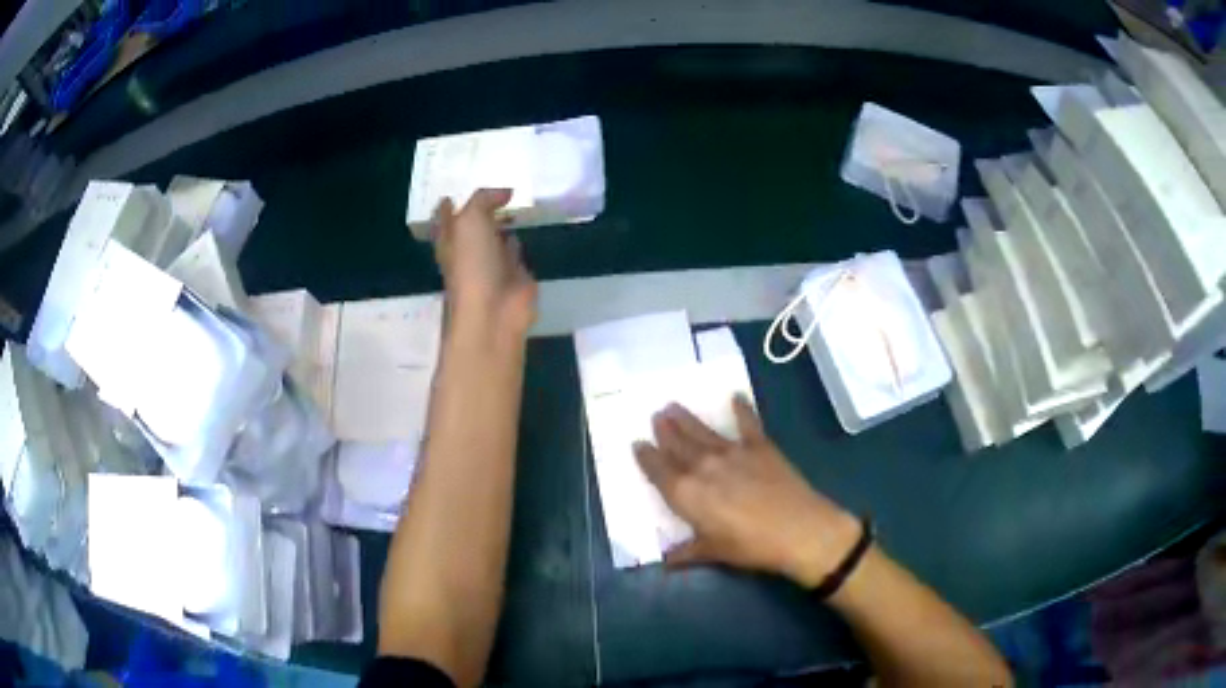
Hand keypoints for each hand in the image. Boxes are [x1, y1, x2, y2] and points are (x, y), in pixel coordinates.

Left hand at [432, 189, 537, 336]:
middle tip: (493, 191)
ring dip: (501, 224)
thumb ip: (484, 200)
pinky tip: (525, 227)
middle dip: (479, 211)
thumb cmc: (472, 265)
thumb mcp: (471, 221)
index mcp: (450, 240)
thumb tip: (505, 193)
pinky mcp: (514, 274)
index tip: (451, 195)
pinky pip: (515, 251)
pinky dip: (518, 241)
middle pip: (471, 226)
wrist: (494, 311)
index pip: (445, 218)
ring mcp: (491, 264)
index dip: (447, 207)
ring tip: (513, 203)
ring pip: (494, 237)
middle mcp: (468, 251)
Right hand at [633, 396, 860, 587]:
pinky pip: (747, 423)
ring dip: (686, 419)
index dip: (646, 457)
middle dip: (665, 430)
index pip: (658, 471)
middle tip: (656, 415)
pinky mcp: (760, 446)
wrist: (799, 530)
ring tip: (673, 406)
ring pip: (702, 431)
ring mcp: (733, 452)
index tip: (637, 443)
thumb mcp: (714, 553)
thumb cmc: (751, 547)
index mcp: (687, 494)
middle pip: (677, 444)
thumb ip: (687, 553)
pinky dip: (741, 408)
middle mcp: (703, 467)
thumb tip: (666, 561)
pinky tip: (735, 396)